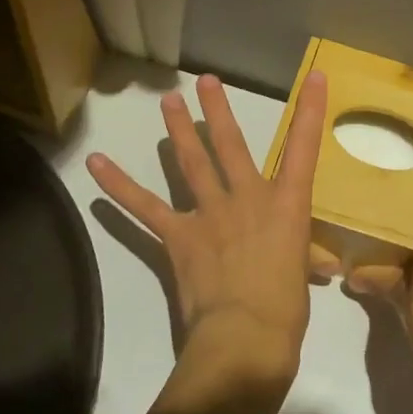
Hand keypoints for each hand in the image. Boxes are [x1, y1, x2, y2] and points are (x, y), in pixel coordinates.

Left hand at [88, 73, 327, 389]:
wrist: (247, 335)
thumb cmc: (286, 310)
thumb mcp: (301, 277)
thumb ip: (301, 260)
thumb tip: (312, 266)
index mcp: (287, 207)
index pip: (304, 149)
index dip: (311, 111)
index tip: (315, 77)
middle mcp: (248, 199)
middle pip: (231, 145)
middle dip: (218, 110)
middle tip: (205, 81)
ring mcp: (210, 213)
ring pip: (191, 163)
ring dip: (178, 131)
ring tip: (167, 102)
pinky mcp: (178, 235)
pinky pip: (144, 206)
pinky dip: (119, 185)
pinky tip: (97, 164)